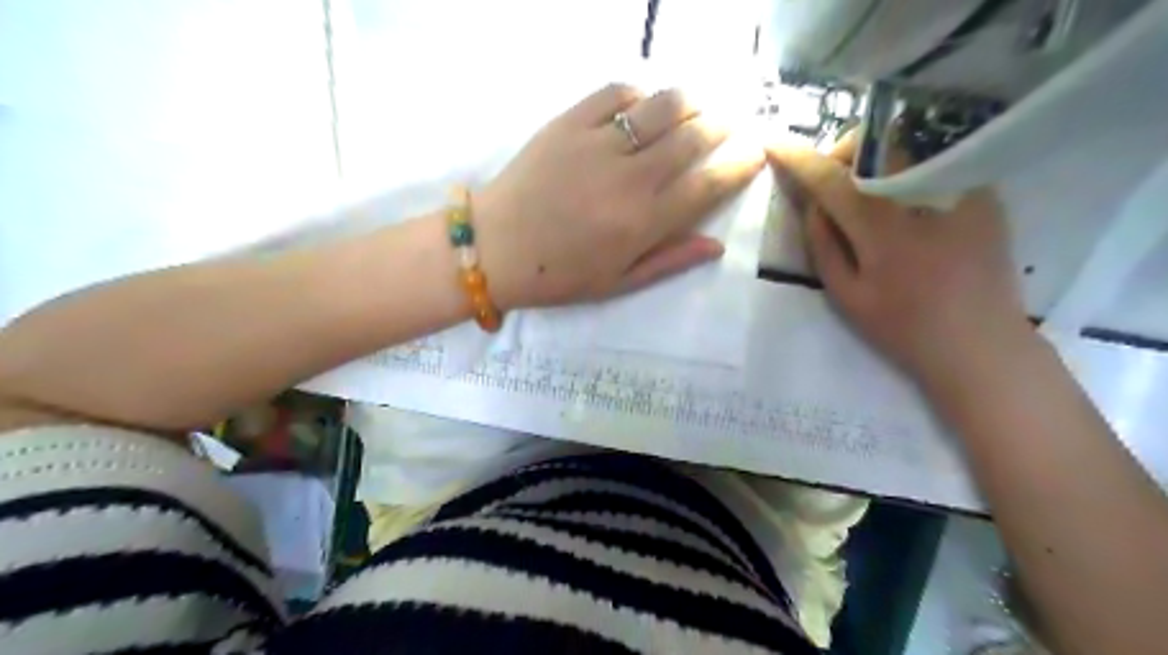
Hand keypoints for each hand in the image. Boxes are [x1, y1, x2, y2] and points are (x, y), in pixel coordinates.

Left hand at [474, 82, 767, 308]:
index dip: (739, 166)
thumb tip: (717, 244)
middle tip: (731, 123)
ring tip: (699, 106)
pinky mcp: (568, 123)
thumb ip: (669, 261)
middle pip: (693, 138)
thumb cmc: (558, 274)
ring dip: (691, 102)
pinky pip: (616, 94)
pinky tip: (645, 103)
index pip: (708, 185)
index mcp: (642, 223)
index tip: (755, 154)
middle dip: (723, 126)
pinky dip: (640, 93)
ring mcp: (597, 145)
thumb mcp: (617, 283)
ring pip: (662, 107)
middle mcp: (629, 179)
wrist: (495, 248)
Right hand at [773, 139, 1035, 383]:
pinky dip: (907, 169)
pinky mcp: (985, 194)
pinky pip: (934, 161)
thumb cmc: (904, 328)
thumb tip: (813, 204)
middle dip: (843, 151)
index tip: (774, 143)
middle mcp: (923, 197)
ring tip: (866, 188)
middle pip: (874, 144)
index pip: (831, 179)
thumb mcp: (846, 297)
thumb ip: (823, 246)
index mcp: (882, 229)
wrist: (981, 344)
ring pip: (906, 144)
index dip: (798, 158)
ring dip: (874, 156)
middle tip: (831, 180)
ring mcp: (961, 190)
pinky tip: (904, 200)